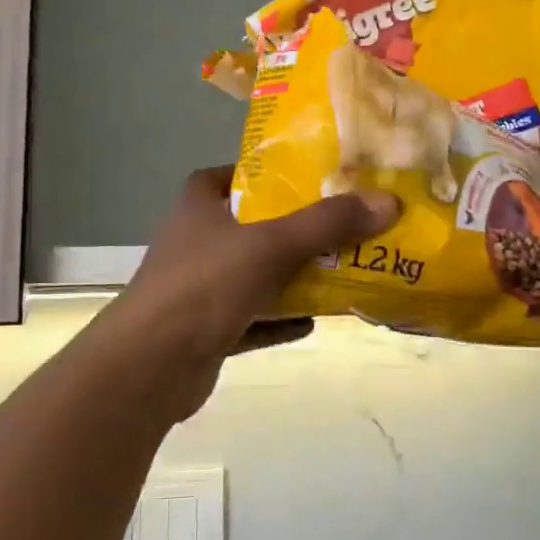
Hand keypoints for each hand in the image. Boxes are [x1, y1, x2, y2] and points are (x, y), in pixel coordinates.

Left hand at [104, 166, 399, 421]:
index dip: (257, 172)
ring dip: (290, 276)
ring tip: (339, 269)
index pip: (224, 176)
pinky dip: (280, 319)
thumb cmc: (204, 285)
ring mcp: (199, 290)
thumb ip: (326, 225)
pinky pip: (252, 319)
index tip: (299, 176)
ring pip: (253, 276)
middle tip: (337, 223)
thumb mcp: (270, 246)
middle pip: (248, 227)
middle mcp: (195, 244)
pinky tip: (314, 321)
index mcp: (198, 209)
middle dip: (290, 228)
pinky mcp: (206, 331)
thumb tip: (388, 201)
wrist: (151, 366)